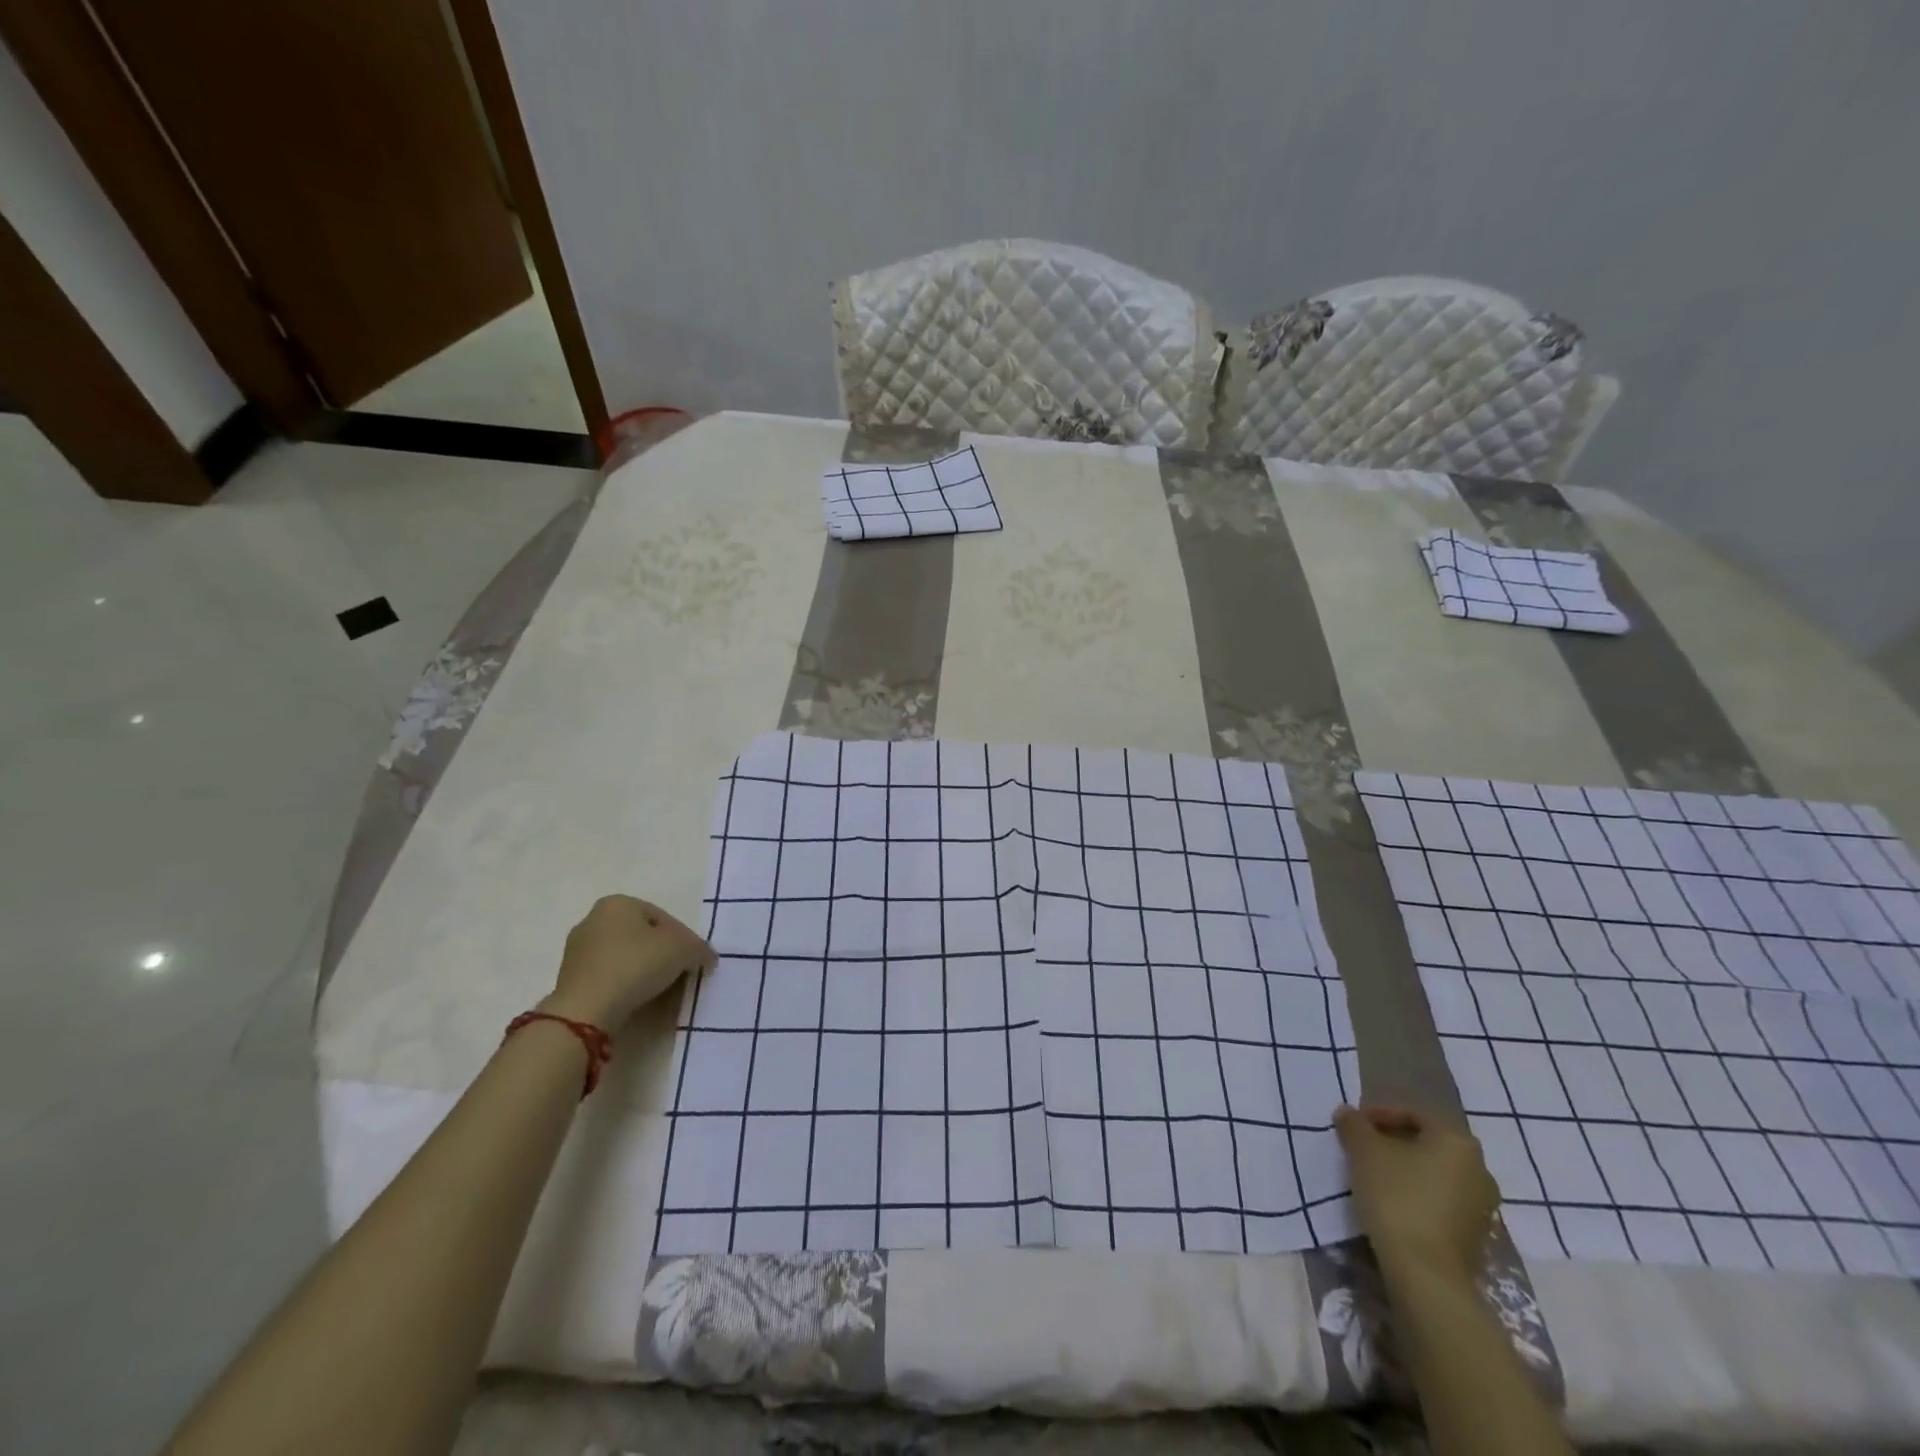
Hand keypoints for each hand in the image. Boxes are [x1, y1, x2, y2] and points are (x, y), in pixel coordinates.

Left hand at [544, 895, 714, 1028]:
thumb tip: (706, 958)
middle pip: (643, 937)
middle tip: (680, 975)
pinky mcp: (570, 979)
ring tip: (662, 992)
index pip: (664, 918)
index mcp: (618, 903)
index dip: (685, 939)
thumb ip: (699, 949)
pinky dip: (625, 985)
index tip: (694, 961)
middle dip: (663, 955)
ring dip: (645, 971)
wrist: (585, 1011)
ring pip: (626, 957)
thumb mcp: (683, 950)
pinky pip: (609, 977)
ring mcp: (577, 951)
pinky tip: (638, 1000)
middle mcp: (593, 919)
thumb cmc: (635, 965)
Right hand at [1335, 1103, 1498, 1287]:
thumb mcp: (1364, 1150)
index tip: (1354, 1125)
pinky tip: (1392, 1202)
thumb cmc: (1397, 1196)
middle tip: (1362, 1147)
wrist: (1426, 1272)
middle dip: (1393, 1141)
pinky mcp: (1476, 1235)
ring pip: (1435, 1172)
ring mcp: (1482, 1205)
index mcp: (1457, 1140)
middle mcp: (1479, 1168)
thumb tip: (1347, 1113)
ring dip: (1405, 1168)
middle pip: (1428, 1142)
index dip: (1378, 1114)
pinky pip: (1442, 1200)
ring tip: (1373, 1175)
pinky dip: (1417, 1194)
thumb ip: (1354, 1125)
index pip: (1414, 1114)